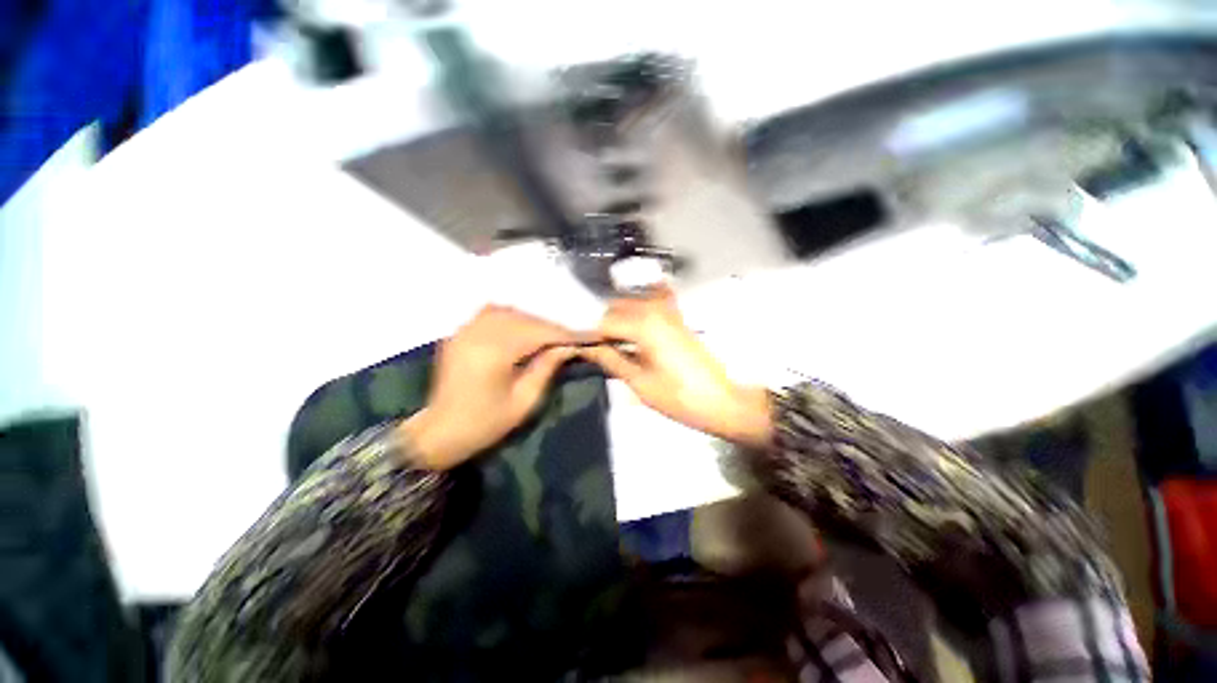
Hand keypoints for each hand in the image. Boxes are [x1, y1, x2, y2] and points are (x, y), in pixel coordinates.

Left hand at [401, 305, 578, 469]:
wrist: (440, 433)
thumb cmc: (485, 424)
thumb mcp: (524, 401)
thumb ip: (546, 368)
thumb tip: (568, 346)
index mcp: (494, 353)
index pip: (538, 333)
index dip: (565, 334)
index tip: (587, 336)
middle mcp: (478, 333)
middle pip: (525, 319)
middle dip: (550, 327)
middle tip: (570, 339)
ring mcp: (465, 330)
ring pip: (508, 312)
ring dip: (532, 321)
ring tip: (547, 336)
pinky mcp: (459, 333)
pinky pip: (490, 314)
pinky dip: (510, 318)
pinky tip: (519, 329)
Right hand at [578, 287, 772, 447]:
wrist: (722, 401)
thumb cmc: (679, 397)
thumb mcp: (638, 382)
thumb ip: (610, 359)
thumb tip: (586, 348)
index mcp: (643, 324)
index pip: (603, 322)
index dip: (588, 336)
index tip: (579, 349)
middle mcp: (654, 309)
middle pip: (615, 309)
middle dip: (603, 327)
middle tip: (596, 351)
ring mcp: (668, 311)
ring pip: (631, 306)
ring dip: (618, 321)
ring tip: (612, 346)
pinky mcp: (677, 318)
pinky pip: (650, 307)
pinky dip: (637, 314)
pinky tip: (632, 331)